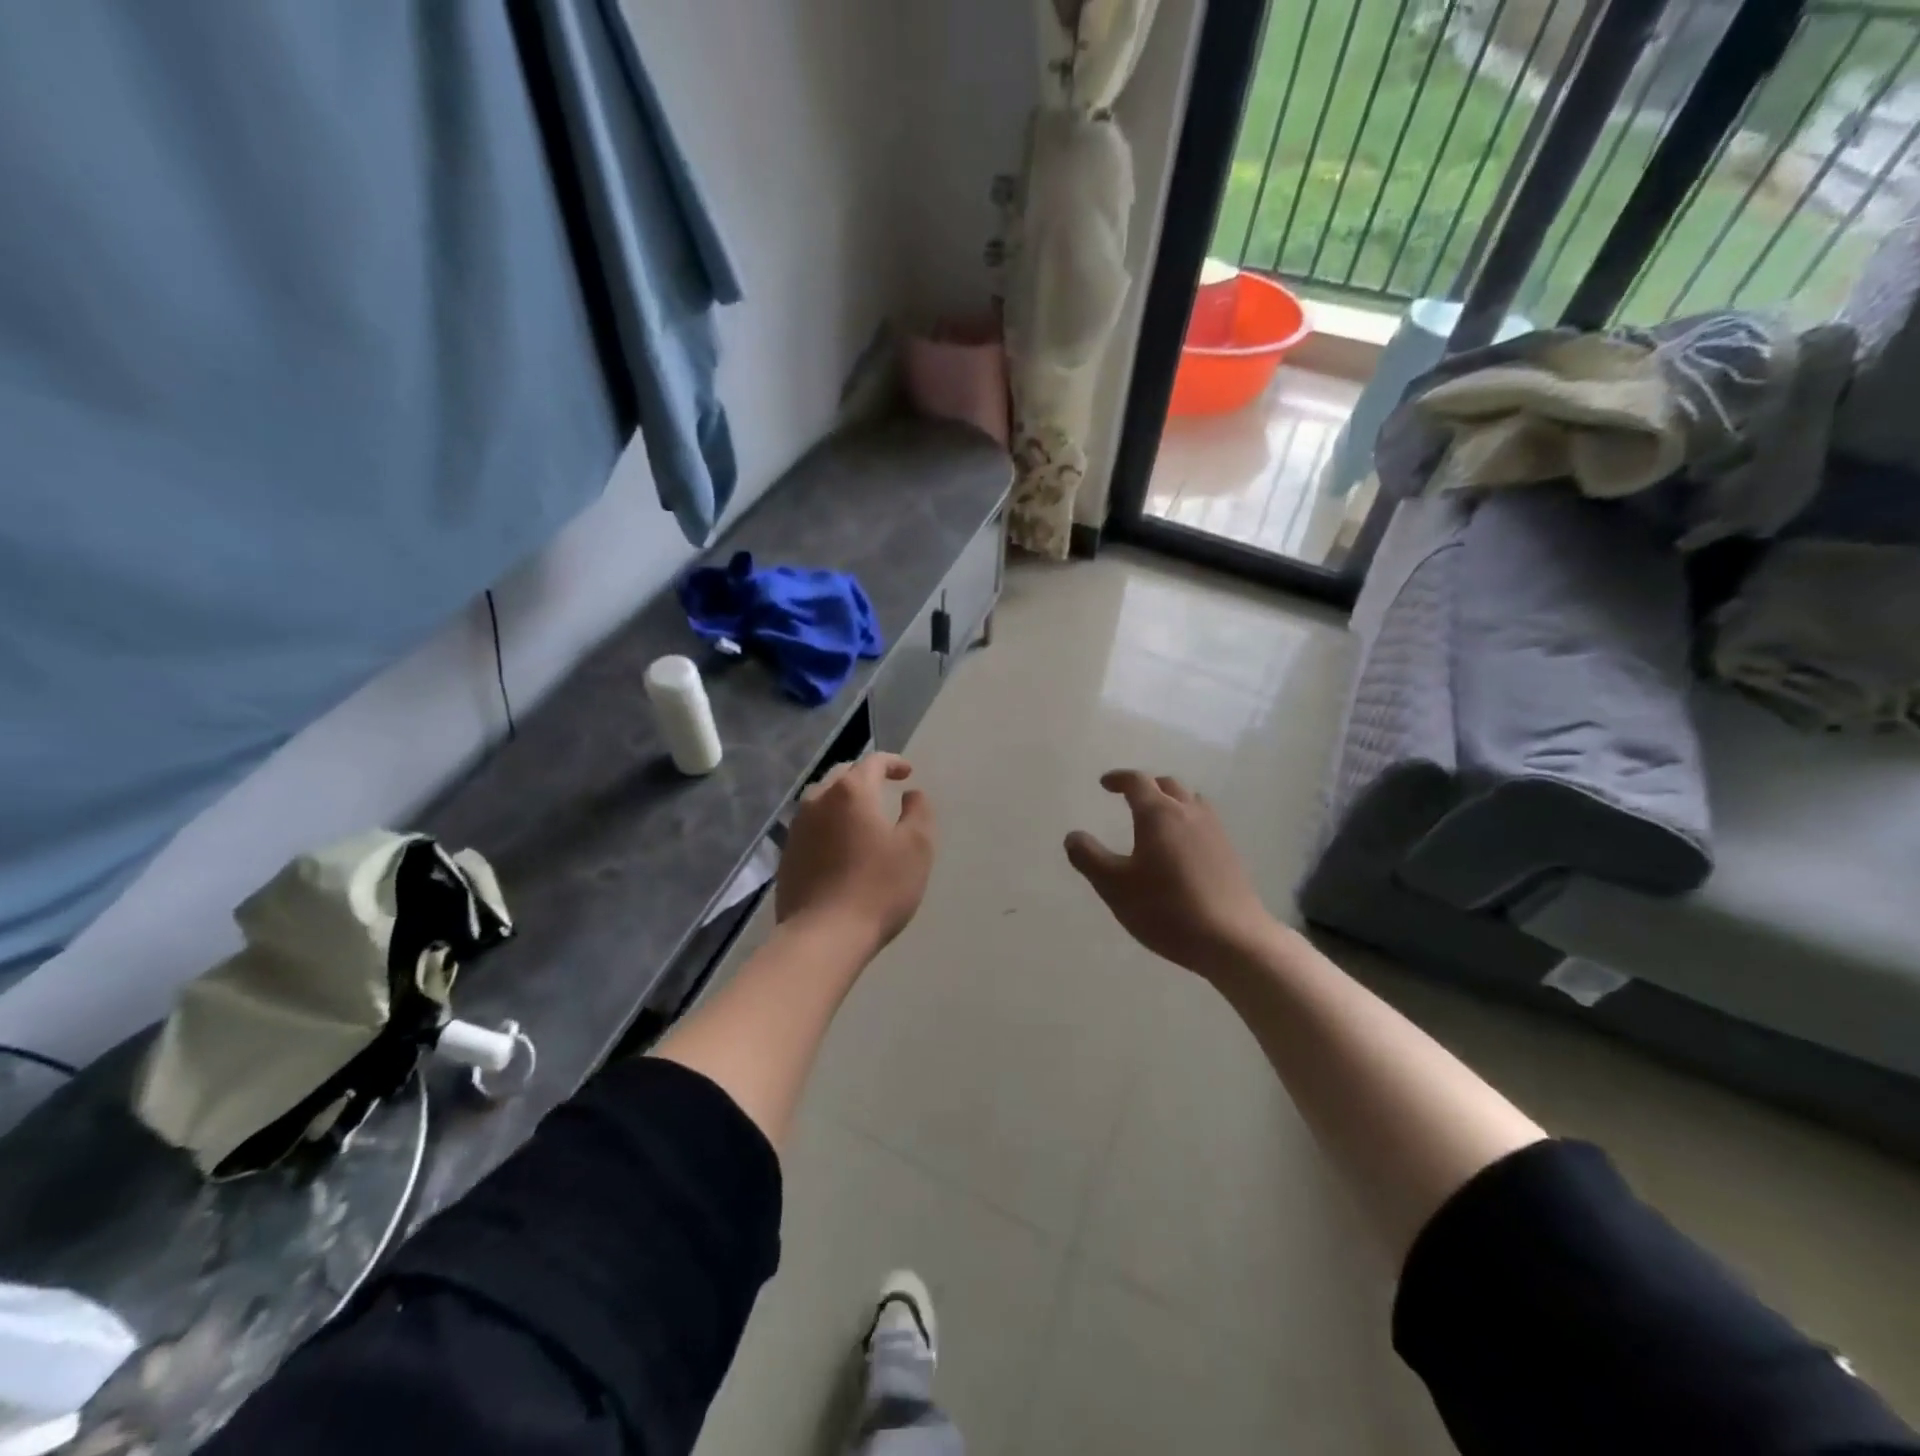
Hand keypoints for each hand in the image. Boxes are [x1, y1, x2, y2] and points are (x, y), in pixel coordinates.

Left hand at [777, 753, 936, 952]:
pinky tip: (839, 843)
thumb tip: (911, 794)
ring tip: (860, 814)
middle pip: (842, 775)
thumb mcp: (917, 848)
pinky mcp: (787, 854)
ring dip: (843, 798)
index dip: (893, 762)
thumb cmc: (878, 888)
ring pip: (822, 798)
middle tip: (884, 788)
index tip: (907, 773)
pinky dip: (828, 822)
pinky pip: (811, 825)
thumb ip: (919, 812)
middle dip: (865, 776)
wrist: (823, 935)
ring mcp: (798, 827)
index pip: (873, 762)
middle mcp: (819, 800)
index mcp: (852, 792)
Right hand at [1064, 770, 1278, 975]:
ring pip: (1190, 801)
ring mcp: (1214, 831)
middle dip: (1146, 786)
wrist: (1232, 939)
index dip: (1118, 779)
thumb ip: (1089, 858)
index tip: (1105, 783)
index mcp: (1158, 814)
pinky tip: (1181, 847)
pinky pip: (1204, 822)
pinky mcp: (1230, 852)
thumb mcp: (1114, 887)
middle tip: (1129, 798)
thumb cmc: (1166, 908)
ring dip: (1170, 801)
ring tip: (1157, 818)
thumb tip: (1073, 836)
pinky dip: (1187, 821)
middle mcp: (1189, 813)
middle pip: (1167, 785)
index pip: (1137, 782)